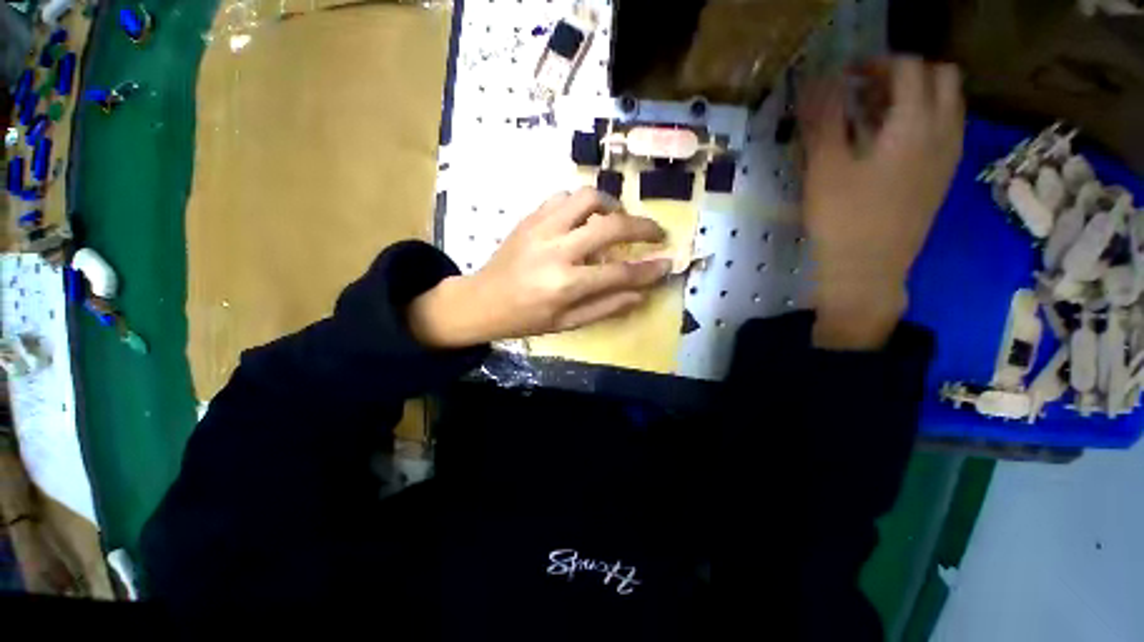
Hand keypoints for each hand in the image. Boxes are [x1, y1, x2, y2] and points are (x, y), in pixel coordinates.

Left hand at [409, 188, 672, 347]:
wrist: (482, 300)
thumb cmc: (525, 318)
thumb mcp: (567, 323)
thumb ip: (606, 307)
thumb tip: (640, 294)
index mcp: (566, 284)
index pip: (620, 272)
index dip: (649, 269)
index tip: (668, 263)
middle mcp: (557, 250)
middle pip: (612, 226)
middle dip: (643, 227)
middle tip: (656, 233)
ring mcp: (542, 228)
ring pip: (588, 198)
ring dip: (612, 206)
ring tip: (618, 221)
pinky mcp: (531, 217)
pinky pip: (564, 196)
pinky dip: (583, 204)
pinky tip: (585, 219)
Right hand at [800, 57, 964, 348]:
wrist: (867, 270)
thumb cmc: (842, 219)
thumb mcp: (824, 169)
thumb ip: (823, 121)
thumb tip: (817, 82)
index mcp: (915, 125)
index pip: (909, 68)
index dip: (876, 63)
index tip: (846, 76)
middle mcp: (944, 132)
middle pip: (941, 78)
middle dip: (904, 74)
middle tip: (865, 90)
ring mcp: (948, 157)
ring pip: (946, 104)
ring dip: (914, 96)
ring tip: (872, 115)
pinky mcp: (942, 178)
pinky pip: (944, 130)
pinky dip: (920, 121)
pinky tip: (887, 143)